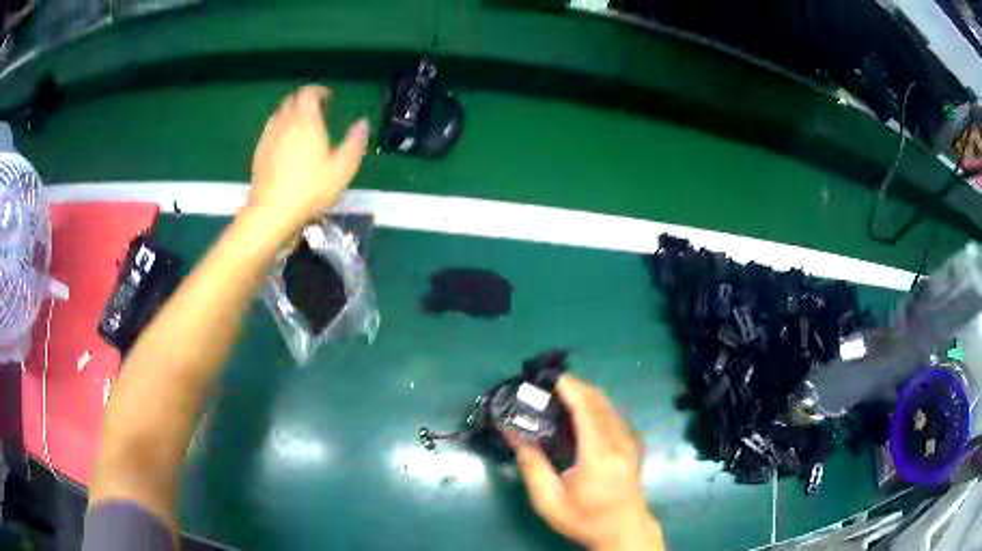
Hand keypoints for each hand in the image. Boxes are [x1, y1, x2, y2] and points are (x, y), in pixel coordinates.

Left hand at [248, 85, 368, 235]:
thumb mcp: (342, 169)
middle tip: (317, 109)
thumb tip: (363, 123)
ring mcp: (269, 137)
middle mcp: (285, 122)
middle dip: (304, 100)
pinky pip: (271, 130)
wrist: (272, 212)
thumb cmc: (310, 190)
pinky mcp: (259, 152)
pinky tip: (286, 143)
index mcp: (306, 120)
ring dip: (291, 113)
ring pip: (279, 114)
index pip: (309, 93)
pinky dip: (280, 128)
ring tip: (302, 125)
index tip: (328, 97)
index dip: (319, 91)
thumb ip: (355, 142)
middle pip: (292, 100)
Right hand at [504, 375, 664, 550]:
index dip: (571, 388)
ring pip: (610, 406)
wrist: (623, 531)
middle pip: (600, 401)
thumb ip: (532, 465)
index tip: (550, 377)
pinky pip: (616, 415)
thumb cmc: (584, 518)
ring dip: (587, 395)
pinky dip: (598, 406)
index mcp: (599, 455)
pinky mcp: (635, 446)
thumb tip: (513, 433)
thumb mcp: (549, 500)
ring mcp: (631, 442)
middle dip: (576, 387)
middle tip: (549, 387)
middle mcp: (620, 442)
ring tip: (562, 396)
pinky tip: (583, 414)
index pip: (587, 409)